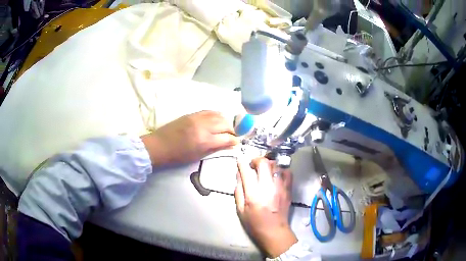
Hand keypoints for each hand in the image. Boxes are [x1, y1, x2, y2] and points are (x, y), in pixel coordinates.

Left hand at [141, 111, 238, 166]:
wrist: (159, 145)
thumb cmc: (178, 156)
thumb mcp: (198, 156)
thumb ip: (215, 149)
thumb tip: (229, 145)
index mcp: (205, 140)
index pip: (227, 137)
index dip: (234, 140)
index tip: (236, 142)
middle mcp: (204, 126)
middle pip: (225, 124)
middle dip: (232, 130)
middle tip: (232, 135)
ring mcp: (197, 118)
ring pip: (219, 115)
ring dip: (226, 121)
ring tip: (226, 127)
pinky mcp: (192, 114)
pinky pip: (209, 111)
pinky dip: (216, 115)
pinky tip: (217, 119)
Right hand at [235, 157, 296, 257]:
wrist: (274, 231)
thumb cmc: (254, 223)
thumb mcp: (240, 210)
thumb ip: (239, 191)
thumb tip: (239, 175)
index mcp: (253, 194)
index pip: (246, 172)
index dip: (242, 163)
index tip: (240, 160)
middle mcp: (268, 187)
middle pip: (264, 163)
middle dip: (256, 159)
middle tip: (253, 164)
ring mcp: (280, 187)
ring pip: (276, 165)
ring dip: (268, 164)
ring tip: (264, 169)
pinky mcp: (288, 189)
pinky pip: (287, 172)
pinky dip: (281, 170)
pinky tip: (276, 174)